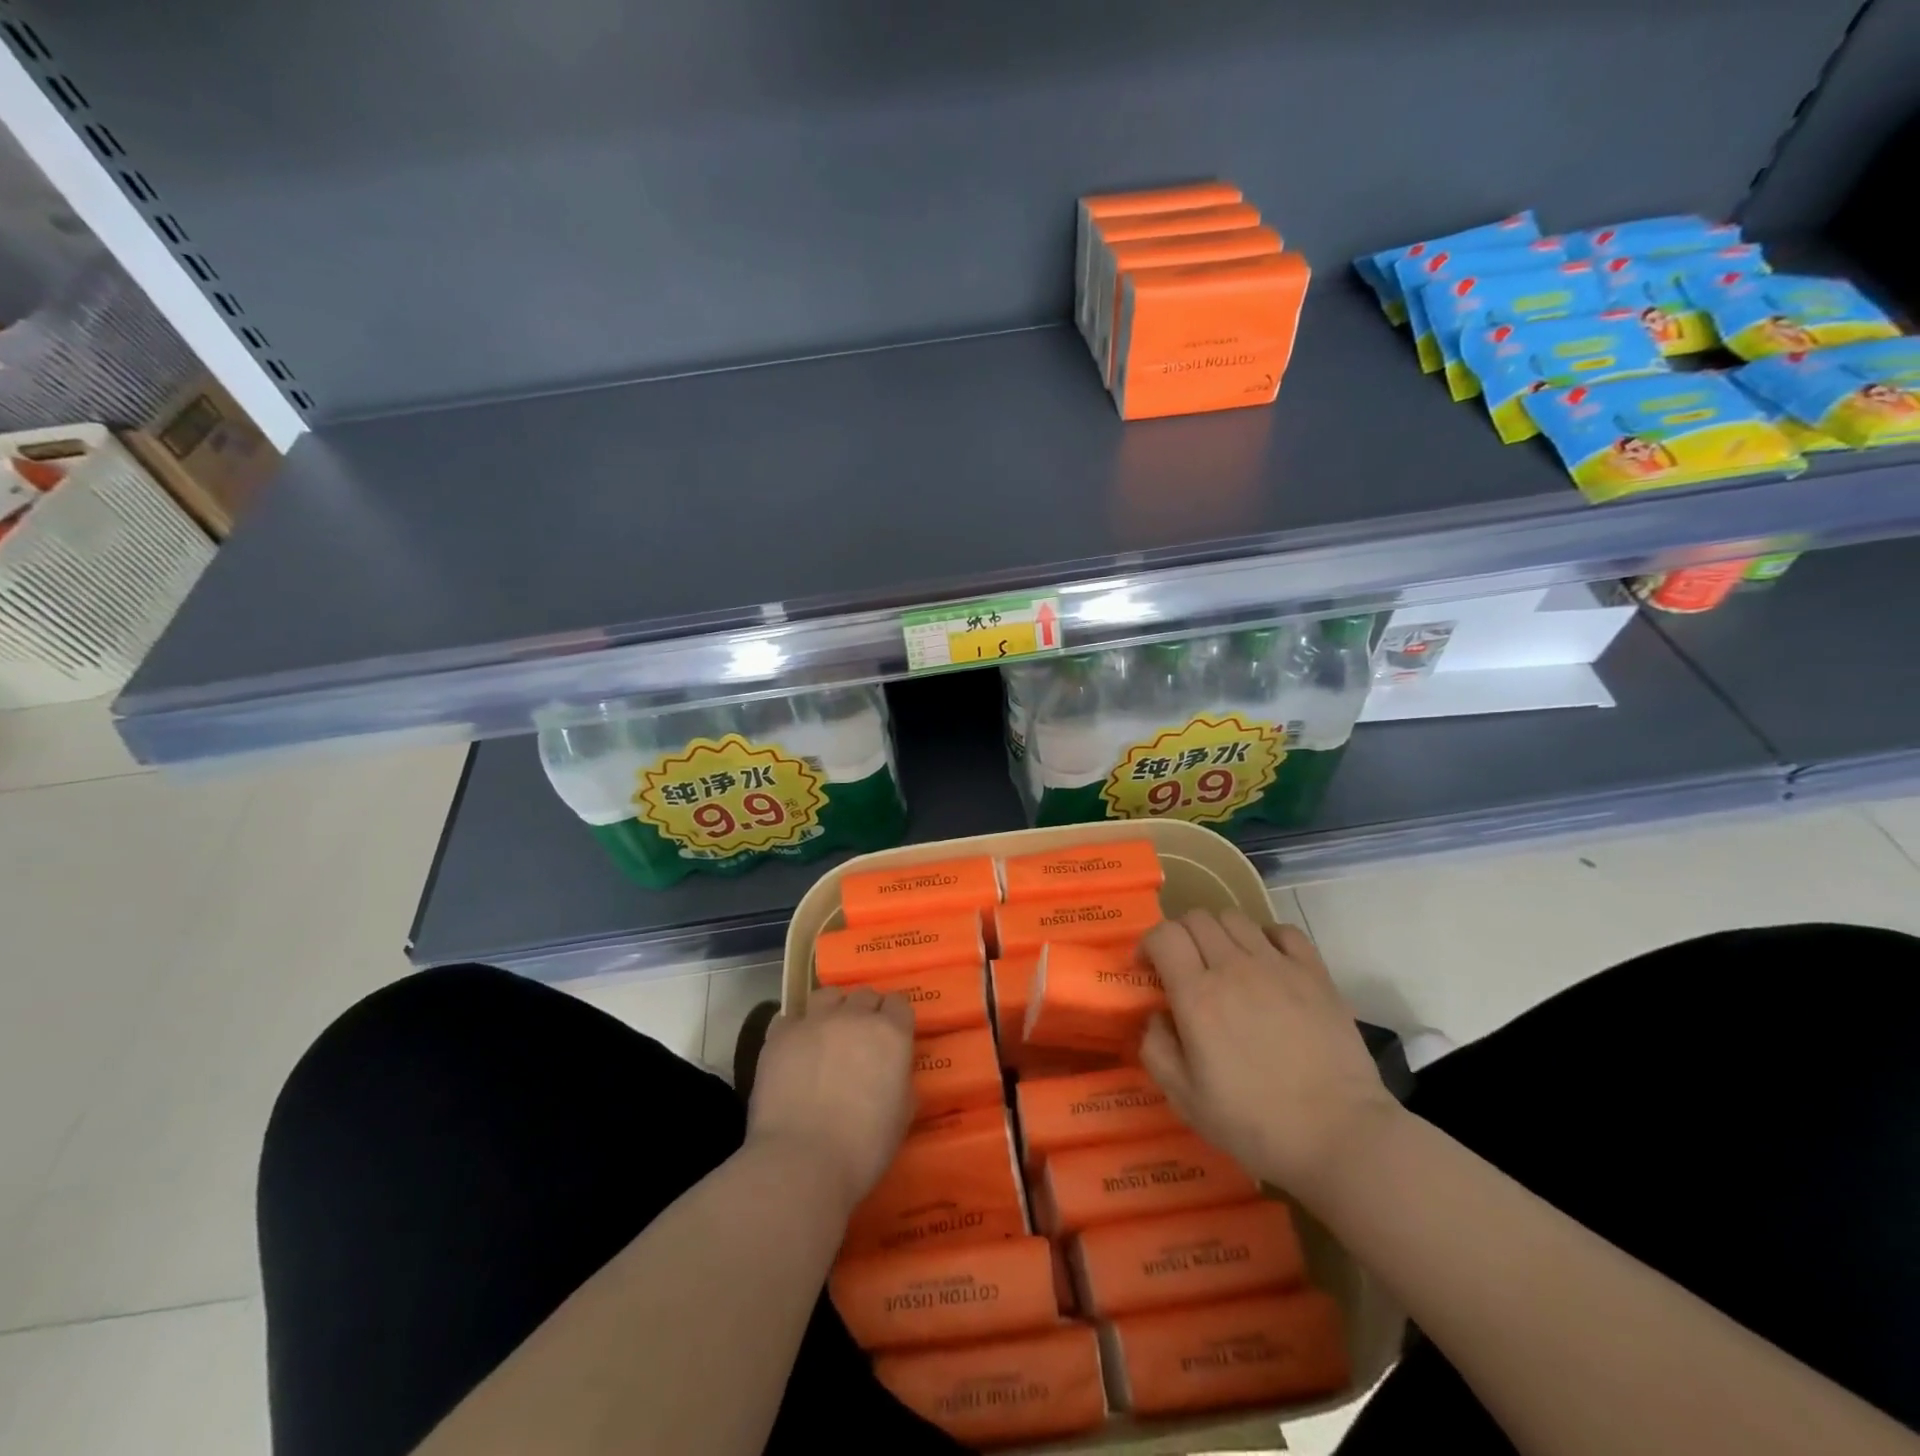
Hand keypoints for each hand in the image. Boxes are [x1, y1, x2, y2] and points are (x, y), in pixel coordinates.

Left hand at [745, 987, 915, 1212]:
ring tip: (826, 1035)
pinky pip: (789, 1017)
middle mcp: (854, 1016)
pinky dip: (795, 1029)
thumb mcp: (902, 1116)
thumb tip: (892, 1072)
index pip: (899, 1003)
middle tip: (860, 1039)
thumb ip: (901, 1081)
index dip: (895, 1018)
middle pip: (864, 994)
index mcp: (891, 1034)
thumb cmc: (863, 1147)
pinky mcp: (780, 1035)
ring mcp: (814, 1021)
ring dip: (831, 1010)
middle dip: (865, 1011)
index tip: (891, 1036)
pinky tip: (794, 1050)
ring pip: (827, 995)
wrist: (802, 1161)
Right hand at [1139, 909, 1400, 1203]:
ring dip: (1218, 933)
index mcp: (1197, 995)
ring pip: (1235, 918)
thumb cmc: (1256, 1123)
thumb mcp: (1186, 1100)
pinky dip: (1265, 936)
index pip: (1164, 935)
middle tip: (1182, 966)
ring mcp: (1278, 965)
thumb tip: (1157, 1015)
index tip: (1148, 969)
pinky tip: (1265, 962)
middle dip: (1180, 935)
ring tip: (1223, 963)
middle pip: (1196, 918)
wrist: (1340, 1135)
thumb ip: (1157, 1049)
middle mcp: (1234, 967)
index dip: (1148, 944)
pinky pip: (1282, 930)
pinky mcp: (1314, 972)